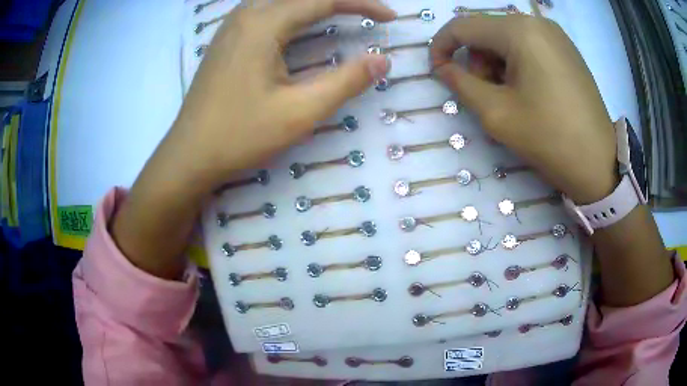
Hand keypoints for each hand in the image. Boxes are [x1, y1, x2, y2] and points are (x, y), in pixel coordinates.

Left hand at [171, 0, 393, 192]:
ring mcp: (232, 26)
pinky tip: (300, 25)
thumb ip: (346, 81)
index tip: (390, 18)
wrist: (189, 156)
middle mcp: (246, 14)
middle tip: (368, 14)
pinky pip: (265, 10)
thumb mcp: (300, 112)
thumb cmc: (240, 135)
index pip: (324, 0)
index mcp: (264, 23)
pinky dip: (292, 11)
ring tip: (342, 15)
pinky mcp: (226, 39)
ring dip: (314, 4)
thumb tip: (382, 60)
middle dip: (340, 0)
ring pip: (281, 0)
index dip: (362, 4)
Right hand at [430, 15, 616, 203]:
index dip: (442, 46)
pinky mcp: (565, 48)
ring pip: (507, 37)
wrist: (598, 163)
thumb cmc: (549, 138)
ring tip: (509, 96)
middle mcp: (536, 22)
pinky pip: (528, 44)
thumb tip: (443, 67)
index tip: (438, 71)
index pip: (463, 26)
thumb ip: (460, 83)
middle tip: (484, 94)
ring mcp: (555, 34)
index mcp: (519, 31)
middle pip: (487, 30)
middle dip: (475, 59)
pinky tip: (527, 89)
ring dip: (496, 62)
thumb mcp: (496, 113)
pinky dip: (516, 62)